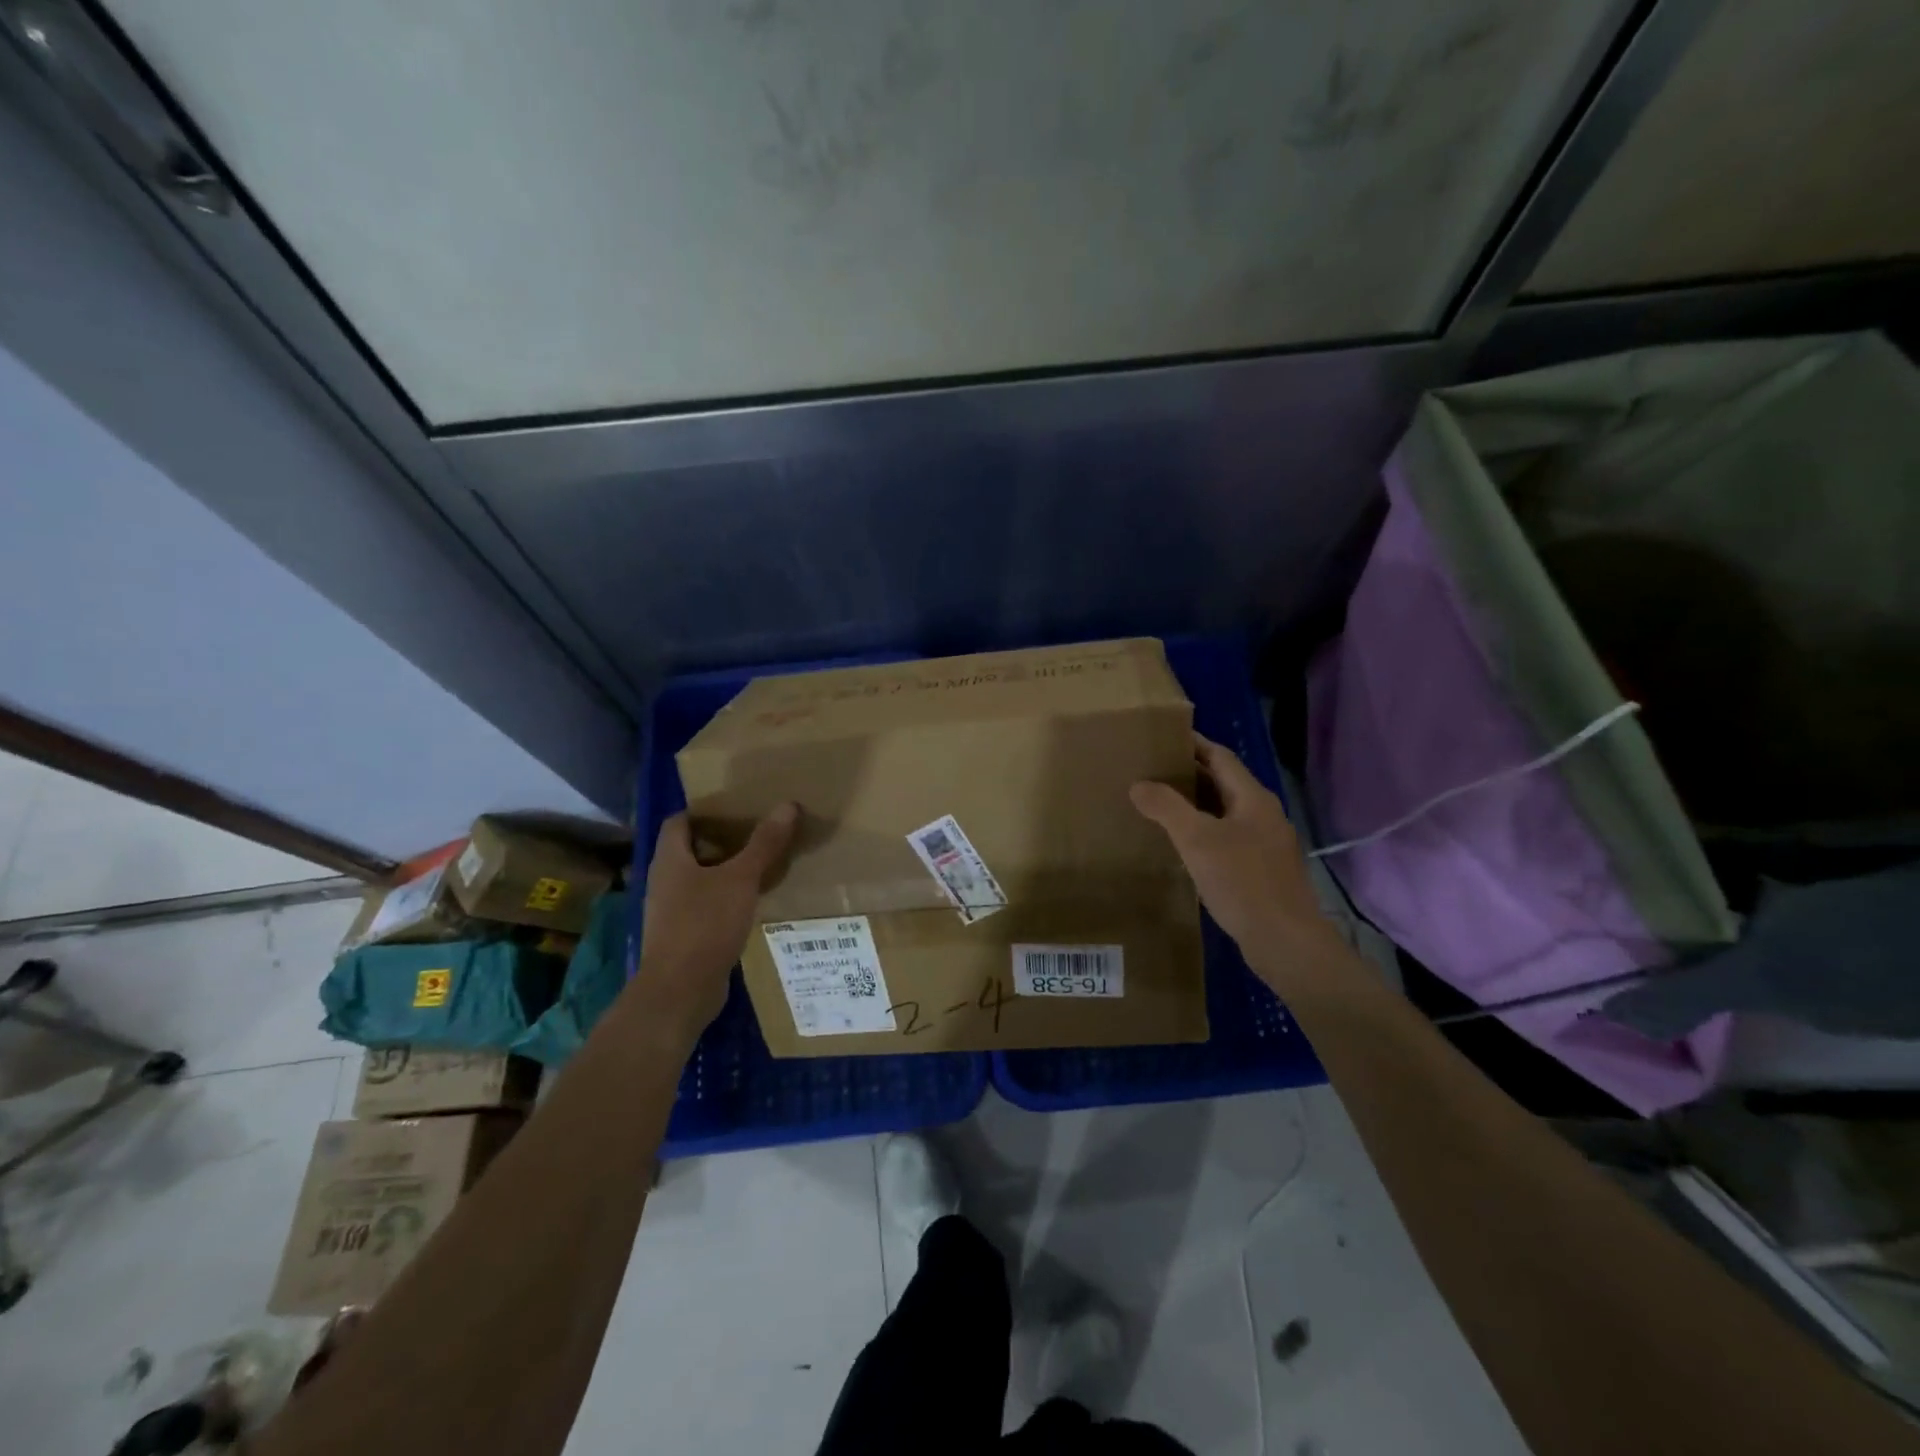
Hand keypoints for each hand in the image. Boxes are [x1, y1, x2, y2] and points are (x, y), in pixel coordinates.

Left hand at [630, 803, 798, 1044]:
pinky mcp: (683, 936)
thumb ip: (764, 844)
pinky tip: (752, 903)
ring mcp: (671, 911)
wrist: (679, 991)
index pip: (678, 822)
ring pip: (699, 880)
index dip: (704, 812)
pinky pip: (705, 907)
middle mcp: (664, 881)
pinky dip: (726, 900)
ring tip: (761, 865)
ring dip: (726, 872)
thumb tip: (788, 805)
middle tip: (757, 833)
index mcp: (670, 860)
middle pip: (690, 850)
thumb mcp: (741, 880)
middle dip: (722, 841)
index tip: (737, 809)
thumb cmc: (704, 925)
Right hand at [1130, 735, 1342, 979]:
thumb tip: (1139, 784)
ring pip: (1224, 812)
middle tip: (1150, 770)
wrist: (1285, 942)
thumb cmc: (1242, 882)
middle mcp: (1263, 815)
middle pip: (1223, 782)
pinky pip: (1227, 838)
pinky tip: (1181, 846)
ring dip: (1194, 805)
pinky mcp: (1261, 870)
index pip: (1220, 756)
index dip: (1192, 744)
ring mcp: (1266, 844)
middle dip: (1189, 774)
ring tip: (1157, 804)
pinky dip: (1202, 832)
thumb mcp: (1197, 840)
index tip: (1160, 737)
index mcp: (1253, 798)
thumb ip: (1166, 808)